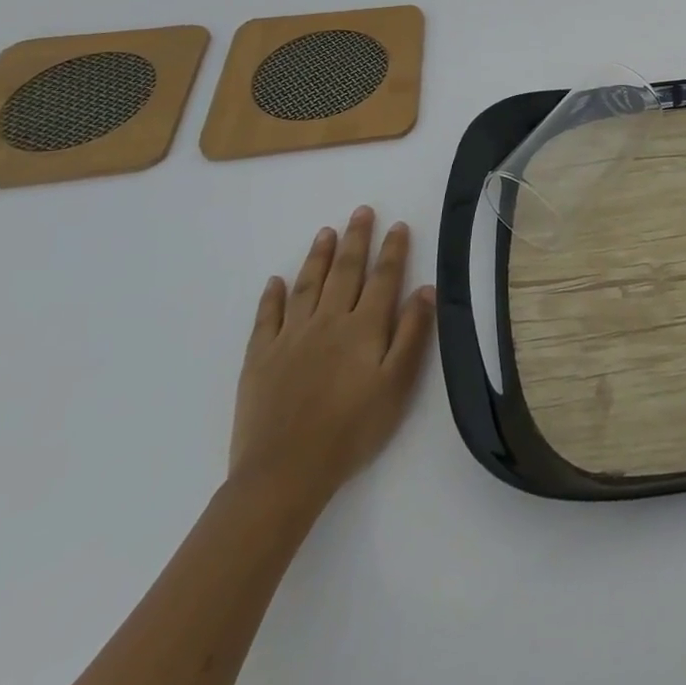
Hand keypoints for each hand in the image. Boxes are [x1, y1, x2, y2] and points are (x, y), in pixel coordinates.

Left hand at [228, 206, 434, 513]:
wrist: (284, 472)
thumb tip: (426, 289)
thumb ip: (412, 334)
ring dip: (318, 256)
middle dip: (355, 239)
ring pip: (307, 285)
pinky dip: (272, 296)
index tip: (398, 225)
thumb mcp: (397, 385)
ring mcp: (290, 337)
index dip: (393, 250)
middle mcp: (328, 321)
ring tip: (326, 231)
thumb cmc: (352, 430)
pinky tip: (276, 281)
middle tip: (361, 211)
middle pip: (344, 271)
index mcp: (363, 327)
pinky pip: (267, 317)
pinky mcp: (259, 357)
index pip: (383, 278)